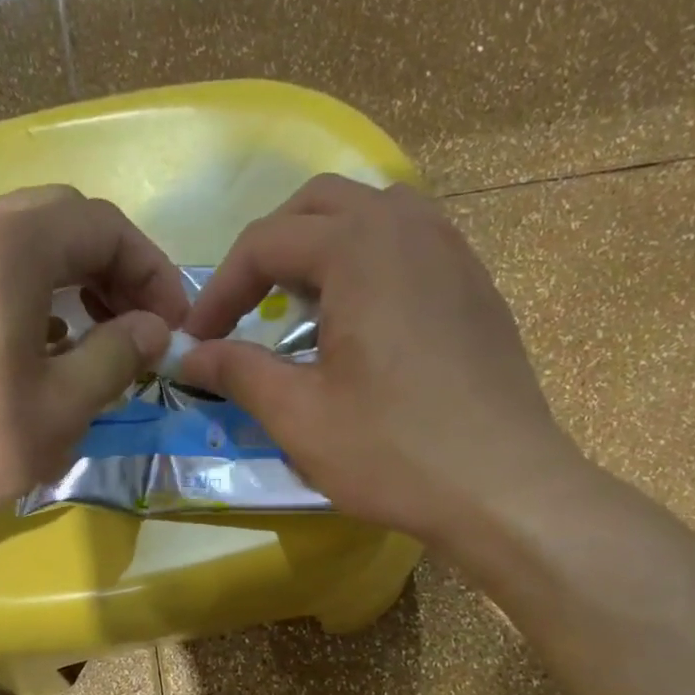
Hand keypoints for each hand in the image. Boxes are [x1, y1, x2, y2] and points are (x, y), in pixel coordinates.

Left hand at [0, 185, 186, 556]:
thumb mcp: (60, 408)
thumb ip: (118, 356)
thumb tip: (155, 328)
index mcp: (7, 247)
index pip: (102, 224)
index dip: (151, 270)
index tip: (172, 323)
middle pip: (59, 219)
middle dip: (111, 266)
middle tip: (136, 324)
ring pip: (16, 241)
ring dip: (67, 278)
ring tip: (92, 338)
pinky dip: (24, 292)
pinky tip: (33, 348)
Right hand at [180, 176, 583, 544]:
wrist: (504, 488)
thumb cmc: (393, 452)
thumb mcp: (299, 417)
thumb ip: (238, 372)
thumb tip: (190, 356)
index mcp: (359, 248)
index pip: (266, 242)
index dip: (220, 290)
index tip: (196, 340)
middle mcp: (410, 228)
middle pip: (320, 206)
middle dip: (270, 250)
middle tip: (246, 308)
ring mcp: (454, 253)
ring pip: (373, 215)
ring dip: (324, 247)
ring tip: (303, 306)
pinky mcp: (477, 287)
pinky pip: (413, 244)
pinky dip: (370, 263)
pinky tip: (363, 320)